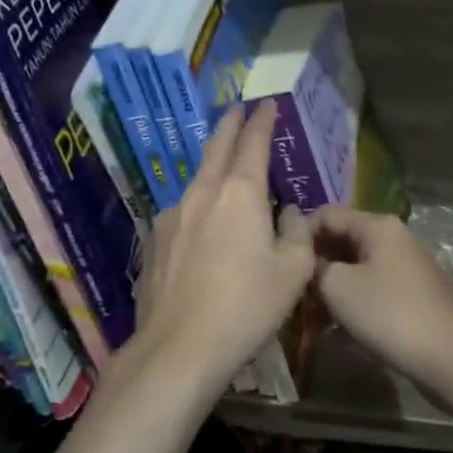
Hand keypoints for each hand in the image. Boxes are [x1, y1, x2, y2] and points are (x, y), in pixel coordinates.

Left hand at [127, 100, 316, 393]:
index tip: (267, 105)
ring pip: (198, 179)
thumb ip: (297, 233)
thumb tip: (288, 213)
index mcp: (240, 193)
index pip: (252, 142)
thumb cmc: (247, 306)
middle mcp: (202, 193)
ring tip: (225, 168)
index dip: (262, 121)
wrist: (180, 347)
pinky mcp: (155, 241)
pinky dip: (199, 204)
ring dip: (213, 166)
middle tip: (238, 110)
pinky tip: (204, 224)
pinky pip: (184, 211)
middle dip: (230, 125)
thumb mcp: (293, 272)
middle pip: (217, 147)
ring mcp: (172, 216)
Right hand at [310, 206, 452, 386]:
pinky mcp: (416, 296)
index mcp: (378, 226)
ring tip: (314, 318)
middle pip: (343, 241)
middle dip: (317, 266)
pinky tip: (343, 333)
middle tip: (294, 293)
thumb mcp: (338, 288)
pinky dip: (356, 305)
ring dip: (334, 290)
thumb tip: (308, 264)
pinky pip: (375, 291)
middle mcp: (396, 238)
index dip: (300, 234)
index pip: (327, 214)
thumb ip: (314, 267)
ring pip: (358, 269)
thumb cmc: (389, 315)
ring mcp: (409, 267)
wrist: (451, 359)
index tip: (281, 262)